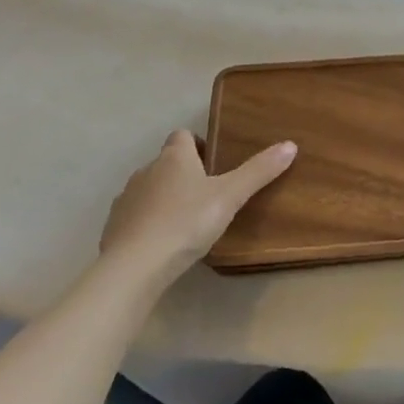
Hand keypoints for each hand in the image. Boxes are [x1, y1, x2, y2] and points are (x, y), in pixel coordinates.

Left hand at [99, 130, 295, 283]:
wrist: (134, 267)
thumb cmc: (186, 223)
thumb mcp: (230, 196)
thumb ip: (259, 171)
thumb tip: (290, 145)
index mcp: (174, 158)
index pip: (182, 136)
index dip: (197, 145)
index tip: (213, 164)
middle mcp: (146, 171)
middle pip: (166, 163)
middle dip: (184, 174)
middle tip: (207, 196)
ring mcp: (126, 200)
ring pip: (149, 189)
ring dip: (164, 199)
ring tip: (186, 222)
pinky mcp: (113, 228)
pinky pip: (134, 217)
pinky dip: (147, 223)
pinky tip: (161, 244)